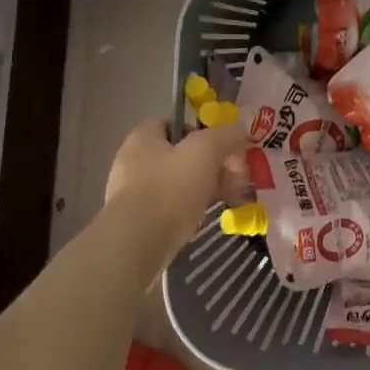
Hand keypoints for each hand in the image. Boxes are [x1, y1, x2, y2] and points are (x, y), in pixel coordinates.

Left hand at [105, 118, 247, 270]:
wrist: (135, 246)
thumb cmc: (170, 189)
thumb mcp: (206, 151)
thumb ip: (226, 136)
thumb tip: (239, 132)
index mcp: (142, 138)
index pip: (172, 123)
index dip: (199, 132)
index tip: (221, 149)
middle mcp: (131, 162)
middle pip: (178, 156)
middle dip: (209, 165)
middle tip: (233, 179)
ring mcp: (130, 195)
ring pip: (175, 184)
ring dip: (202, 190)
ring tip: (224, 202)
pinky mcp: (133, 223)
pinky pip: (167, 210)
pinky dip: (186, 213)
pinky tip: (201, 223)